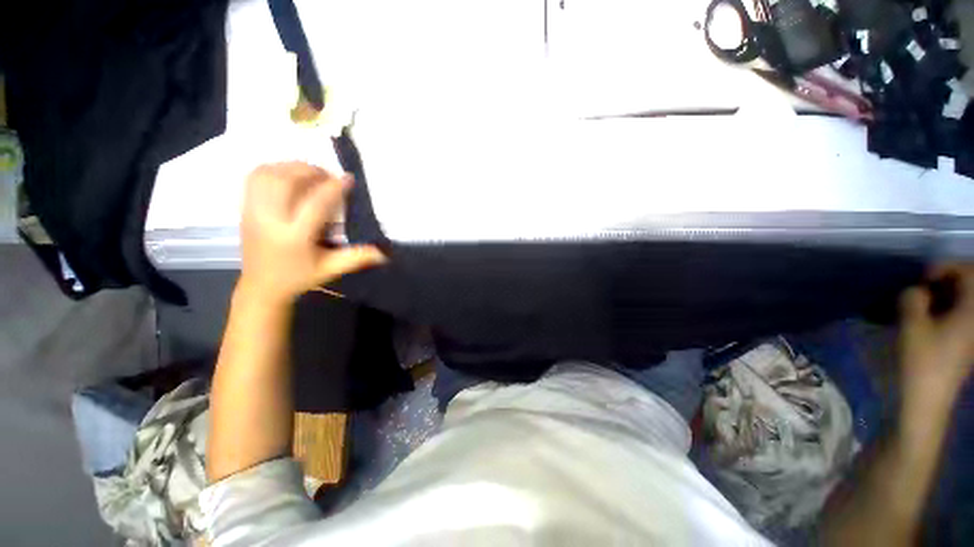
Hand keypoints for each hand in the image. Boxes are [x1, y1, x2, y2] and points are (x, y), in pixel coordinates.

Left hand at [238, 162, 385, 302]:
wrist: (262, 286)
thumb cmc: (300, 277)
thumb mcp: (331, 269)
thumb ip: (357, 257)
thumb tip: (383, 253)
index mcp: (294, 237)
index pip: (315, 203)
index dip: (334, 188)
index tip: (348, 179)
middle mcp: (270, 220)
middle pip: (287, 181)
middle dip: (311, 171)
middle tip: (330, 176)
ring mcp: (253, 212)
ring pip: (268, 175)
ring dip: (292, 167)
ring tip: (311, 173)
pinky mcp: (245, 208)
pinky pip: (255, 177)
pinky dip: (274, 169)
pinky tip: (289, 175)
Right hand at [899, 264, 973, 406]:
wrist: (929, 398)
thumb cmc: (922, 361)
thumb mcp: (912, 327)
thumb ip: (913, 300)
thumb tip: (916, 290)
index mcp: (972, 312)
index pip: (969, 272)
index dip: (947, 267)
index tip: (923, 277)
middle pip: (971, 285)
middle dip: (948, 279)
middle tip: (924, 286)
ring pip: (967, 299)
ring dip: (948, 293)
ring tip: (925, 300)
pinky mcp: (968, 341)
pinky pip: (964, 313)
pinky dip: (949, 307)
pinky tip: (931, 315)